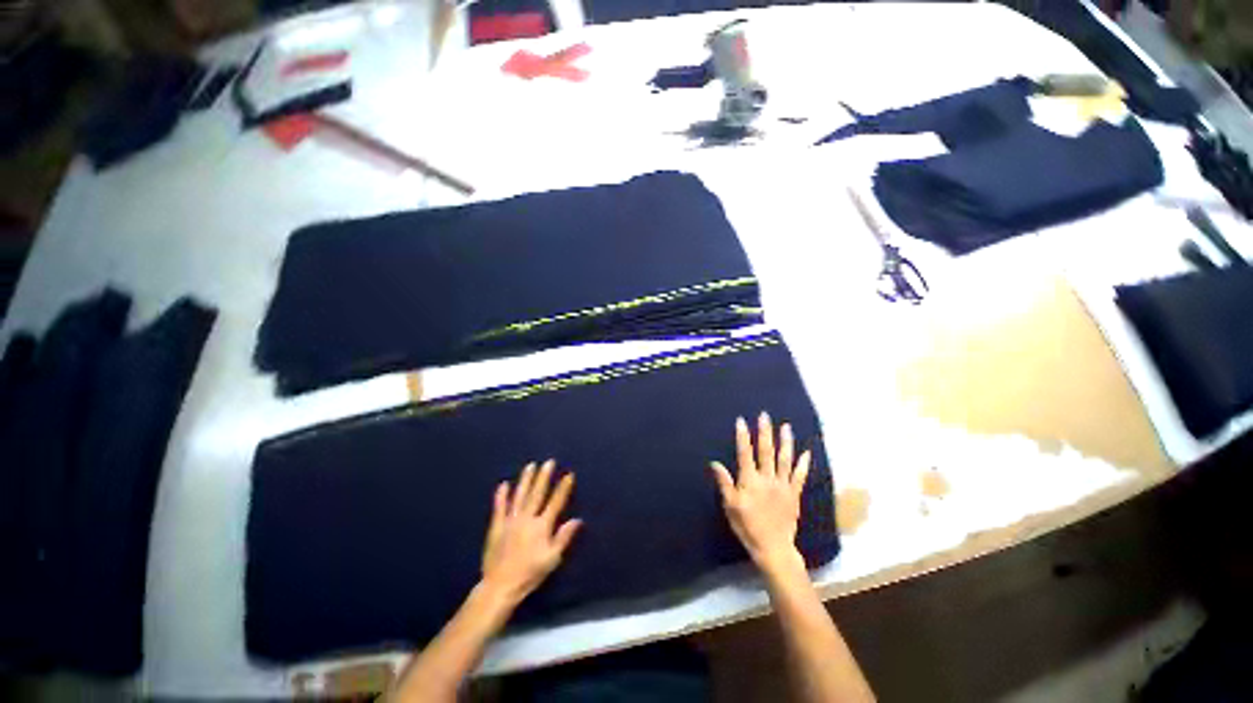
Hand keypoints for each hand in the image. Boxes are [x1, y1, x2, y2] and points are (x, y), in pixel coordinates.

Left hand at [481, 460, 581, 606]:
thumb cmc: (530, 573)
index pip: (555, 502)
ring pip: (520, 495)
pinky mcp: (497, 526)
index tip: (569, 474)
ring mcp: (511, 521)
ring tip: (531, 466)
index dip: (563, 488)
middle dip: (544, 477)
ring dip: (525, 480)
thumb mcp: (552, 558)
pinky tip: (503, 484)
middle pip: (537, 493)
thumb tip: (578, 520)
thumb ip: (564, 537)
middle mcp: (527, 518)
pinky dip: (501, 495)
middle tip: (549, 462)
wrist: (500, 586)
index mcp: (542, 526)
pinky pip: (499, 507)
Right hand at [711, 413, 811, 574]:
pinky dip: (803, 464)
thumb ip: (724, 483)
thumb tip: (715, 463)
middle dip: (764, 432)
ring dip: (785, 441)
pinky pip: (800, 476)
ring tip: (786, 426)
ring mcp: (783, 485)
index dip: (743, 436)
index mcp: (750, 480)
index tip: (741, 421)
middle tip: (765, 415)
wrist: (773, 548)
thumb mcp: (730, 506)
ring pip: (784, 459)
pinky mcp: (794, 494)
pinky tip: (806, 452)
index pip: (745, 453)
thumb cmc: (747, 526)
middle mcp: (767, 478)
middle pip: (766, 451)